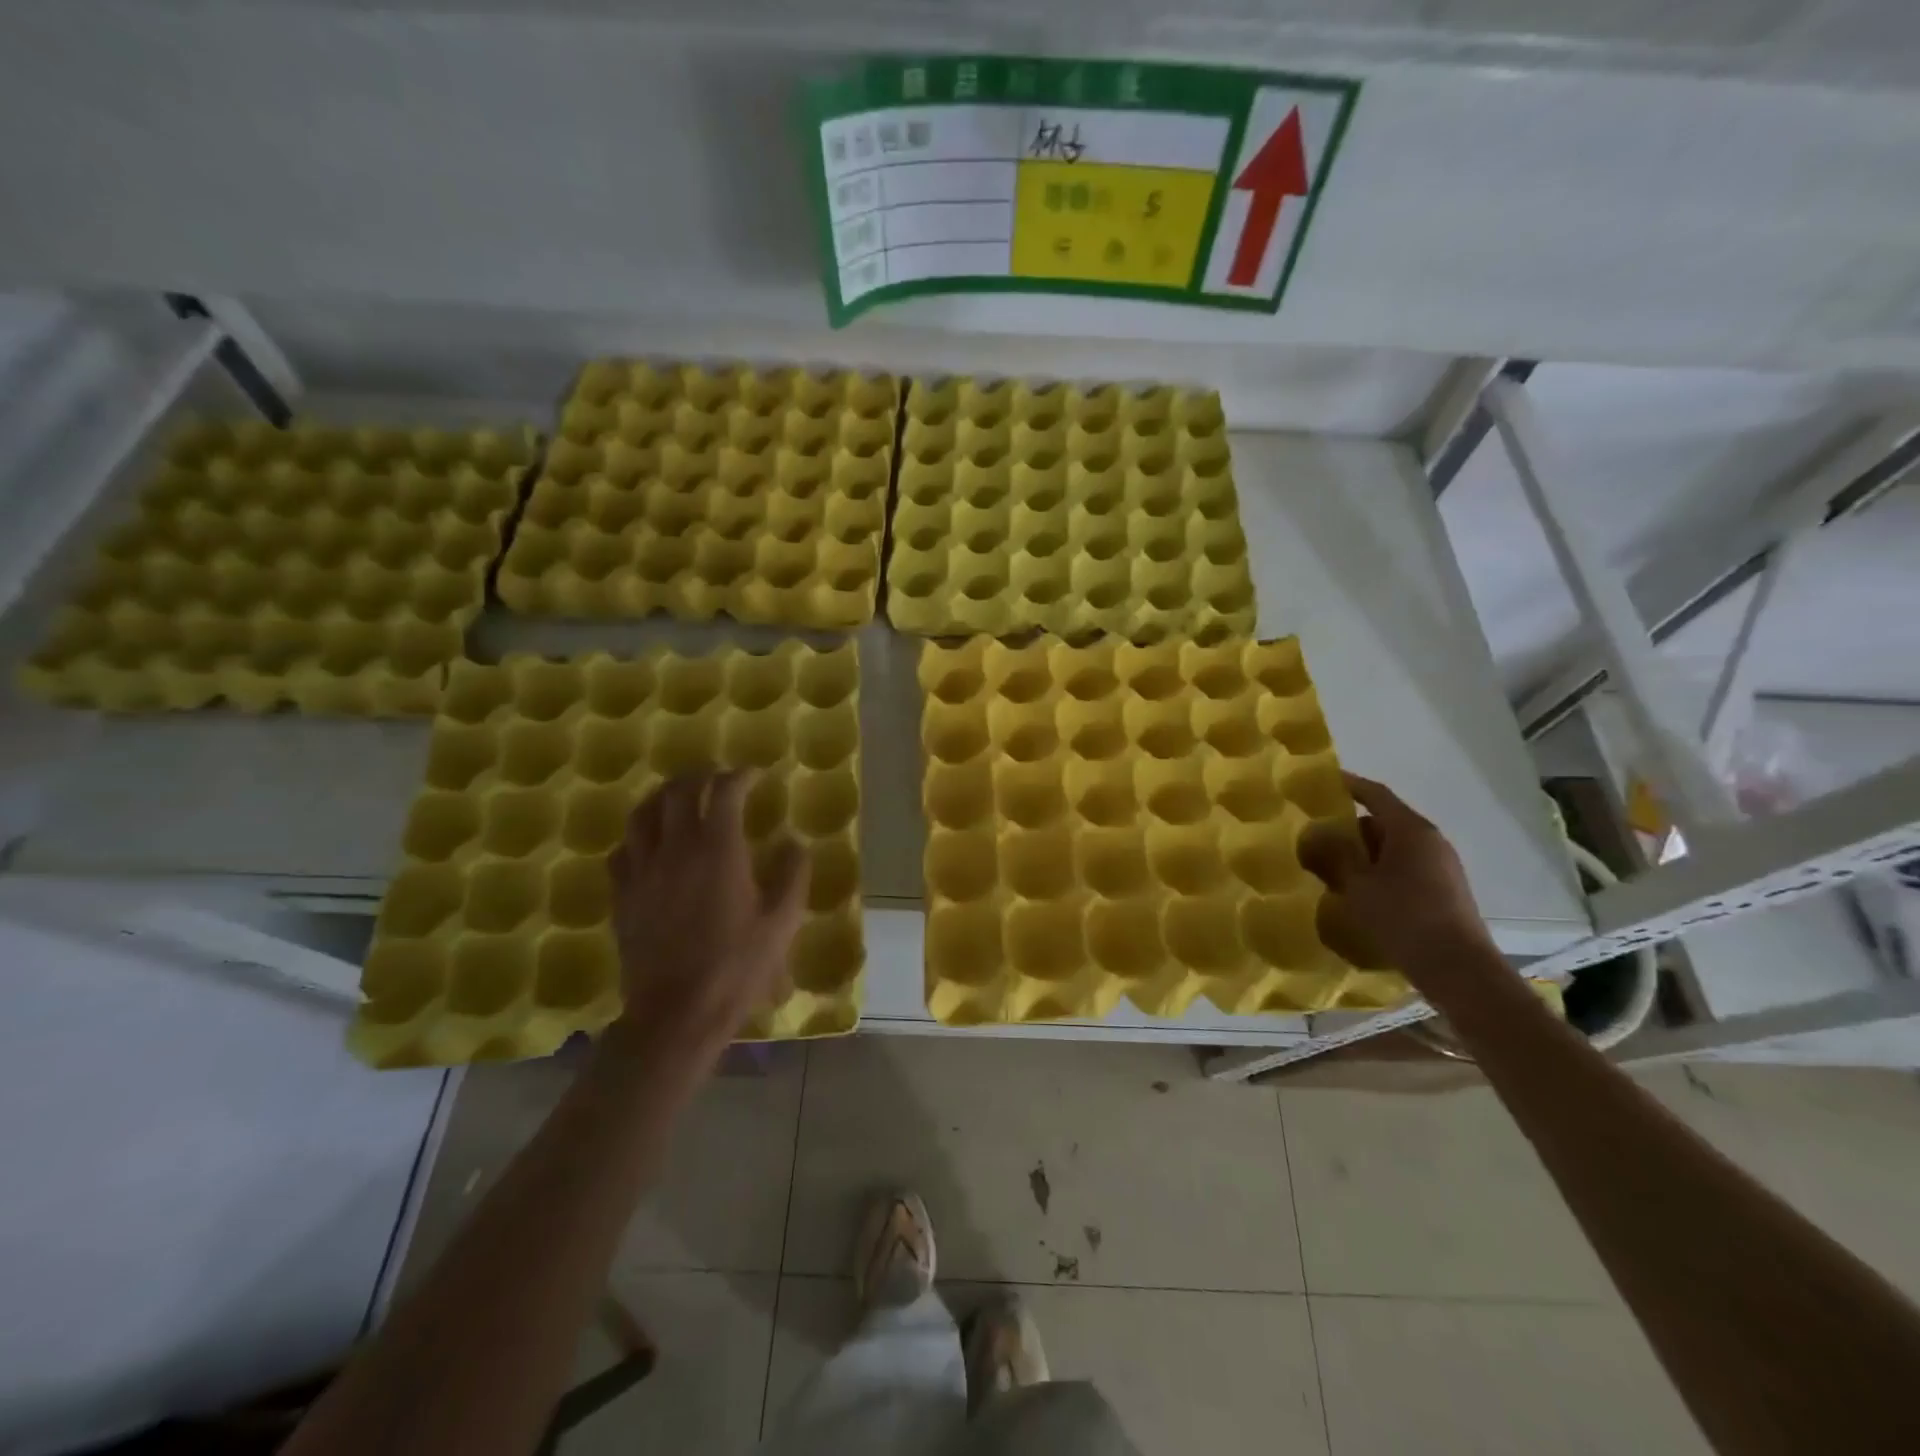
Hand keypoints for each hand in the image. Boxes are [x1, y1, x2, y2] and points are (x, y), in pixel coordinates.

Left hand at [605, 770, 805, 1058]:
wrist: (676, 1014)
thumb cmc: (737, 967)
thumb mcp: (782, 923)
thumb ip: (792, 875)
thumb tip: (794, 843)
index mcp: (719, 850)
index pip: (724, 792)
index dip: (739, 776)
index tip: (754, 775)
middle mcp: (676, 849)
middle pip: (679, 792)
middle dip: (700, 776)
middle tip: (717, 778)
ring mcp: (643, 871)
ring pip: (643, 814)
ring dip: (663, 797)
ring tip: (679, 798)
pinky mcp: (622, 896)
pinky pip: (622, 851)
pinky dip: (638, 836)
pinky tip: (649, 845)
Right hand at [1303, 772, 1497, 991]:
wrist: (1459, 968)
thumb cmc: (1404, 918)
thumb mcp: (1358, 886)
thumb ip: (1337, 856)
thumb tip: (1321, 835)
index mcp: (1411, 831)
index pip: (1376, 795)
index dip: (1350, 785)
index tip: (1325, 781)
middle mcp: (1431, 841)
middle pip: (1384, 822)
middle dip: (1352, 829)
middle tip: (1319, 839)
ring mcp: (1442, 866)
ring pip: (1394, 848)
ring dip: (1365, 854)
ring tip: (1335, 870)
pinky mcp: (1445, 890)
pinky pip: (1405, 868)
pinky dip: (1381, 871)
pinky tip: (1362, 894)